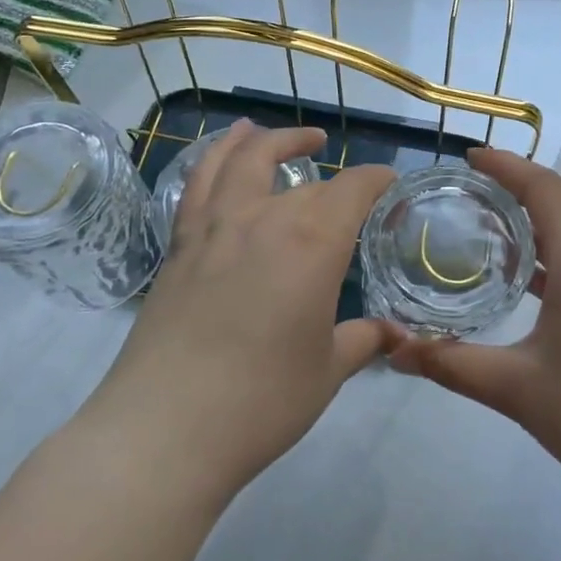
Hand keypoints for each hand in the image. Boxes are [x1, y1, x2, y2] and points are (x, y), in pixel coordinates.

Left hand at [81, 120, 398, 503]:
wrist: (166, 428)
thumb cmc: (262, 400)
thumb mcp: (327, 371)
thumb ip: (362, 340)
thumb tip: (394, 334)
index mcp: (313, 242)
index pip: (354, 189)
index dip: (376, 179)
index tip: (389, 182)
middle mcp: (265, 218)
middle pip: (305, 182)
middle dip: (334, 178)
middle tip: (350, 185)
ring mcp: (215, 227)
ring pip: (240, 160)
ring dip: (264, 140)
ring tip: (273, 132)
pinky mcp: (179, 245)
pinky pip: (198, 184)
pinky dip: (213, 158)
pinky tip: (221, 158)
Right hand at [386, 148, 560, 514]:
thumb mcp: (516, 389)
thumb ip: (451, 364)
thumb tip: (393, 351)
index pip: (546, 189)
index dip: (507, 166)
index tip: (468, 157)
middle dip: (518, 184)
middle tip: (468, 186)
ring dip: (537, 216)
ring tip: (488, 223)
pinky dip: (553, 249)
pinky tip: (525, 278)